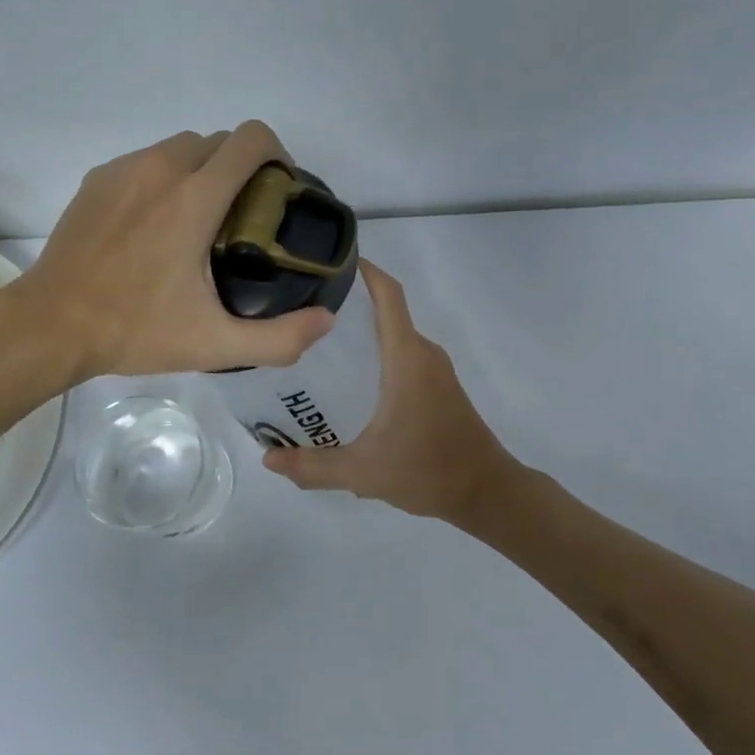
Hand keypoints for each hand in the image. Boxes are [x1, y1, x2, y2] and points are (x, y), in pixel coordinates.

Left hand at [22, 122, 335, 379]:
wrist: (51, 324)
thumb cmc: (135, 331)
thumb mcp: (215, 345)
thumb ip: (279, 337)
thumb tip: (327, 319)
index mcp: (195, 198)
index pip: (251, 139)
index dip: (277, 155)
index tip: (278, 192)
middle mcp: (161, 168)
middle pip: (220, 141)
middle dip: (241, 169)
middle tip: (242, 218)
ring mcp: (124, 170)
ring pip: (181, 147)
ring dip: (203, 171)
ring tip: (199, 221)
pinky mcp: (98, 179)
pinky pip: (146, 161)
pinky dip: (164, 179)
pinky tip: (155, 225)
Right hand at [261, 263, 519, 522]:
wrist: (487, 492)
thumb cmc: (428, 470)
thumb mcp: (363, 471)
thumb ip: (313, 466)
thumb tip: (268, 460)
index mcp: (406, 358)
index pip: (388, 295)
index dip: (364, 271)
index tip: (329, 261)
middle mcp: (423, 353)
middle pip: (385, 310)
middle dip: (347, 304)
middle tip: (299, 311)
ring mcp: (434, 369)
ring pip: (394, 334)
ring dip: (360, 330)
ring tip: (313, 342)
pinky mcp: (438, 385)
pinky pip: (402, 353)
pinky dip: (376, 351)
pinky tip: (347, 377)